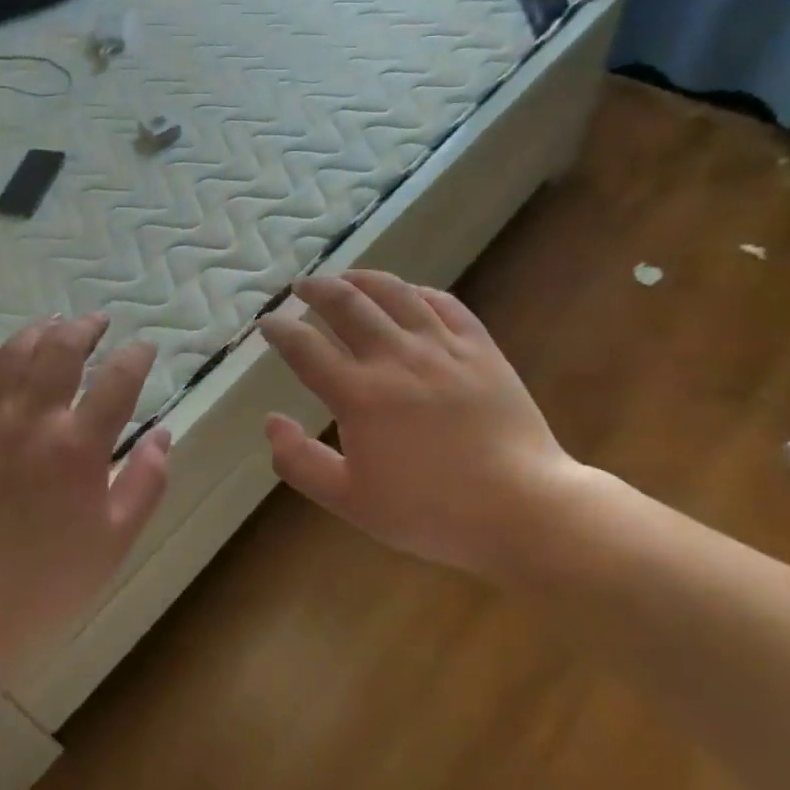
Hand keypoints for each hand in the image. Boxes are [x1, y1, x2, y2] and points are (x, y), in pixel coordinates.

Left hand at [0, 316, 170, 680]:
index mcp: (79, 447)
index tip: (145, 348)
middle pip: (60, 349)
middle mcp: (33, 421)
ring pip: (11, 354)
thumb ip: (147, 481)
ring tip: (53, 326)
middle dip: (84, 328)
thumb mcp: (117, 539)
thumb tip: (162, 434)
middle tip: (97, 323)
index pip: (117, 379)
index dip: (136, 356)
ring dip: (37, 332)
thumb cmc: (50, 580)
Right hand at [259, 270, 580, 578]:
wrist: (522, 509)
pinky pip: (444, 303)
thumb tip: (270, 421)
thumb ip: (301, 462)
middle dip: (316, 289)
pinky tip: (408, 294)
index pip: (305, 347)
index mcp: (359, 395)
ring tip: (346, 277)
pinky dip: (417, 292)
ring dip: (362, 279)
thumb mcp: (351, 501)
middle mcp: (395, 358)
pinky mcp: (480, 348)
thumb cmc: (431, 512)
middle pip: (346, 304)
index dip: (280, 329)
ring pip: (394, 293)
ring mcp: (441, 347)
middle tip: (301, 286)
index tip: (268, 322)